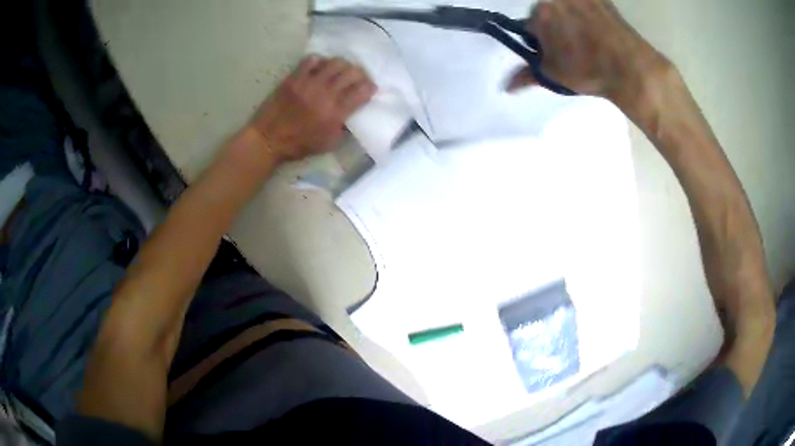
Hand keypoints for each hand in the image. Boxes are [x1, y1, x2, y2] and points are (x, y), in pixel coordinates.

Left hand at [249, 56, 375, 161]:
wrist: (269, 139)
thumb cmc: (300, 144)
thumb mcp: (329, 143)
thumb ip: (344, 126)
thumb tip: (354, 111)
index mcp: (336, 113)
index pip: (362, 91)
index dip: (370, 87)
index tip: (370, 88)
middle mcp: (325, 95)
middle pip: (352, 72)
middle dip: (359, 74)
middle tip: (357, 78)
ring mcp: (309, 84)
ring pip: (335, 62)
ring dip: (342, 65)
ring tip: (339, 71)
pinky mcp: (294, 78)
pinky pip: (311, 60)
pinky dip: (319, 61)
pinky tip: (319, 69)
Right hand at [509, 0, 671, 110]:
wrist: (629, 67)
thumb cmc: (588, 70)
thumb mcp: (554, 75)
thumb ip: (527, 75)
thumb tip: (506, 86)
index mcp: (540, 14)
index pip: (530, 27)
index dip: (539, 42)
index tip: (552, 54)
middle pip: (548, 12)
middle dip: (554, 27)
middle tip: (571, 48)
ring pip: (568, 7)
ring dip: (571, 19)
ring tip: (589, 40)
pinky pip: (588, 5)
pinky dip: (590, 13)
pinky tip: (600, 31)